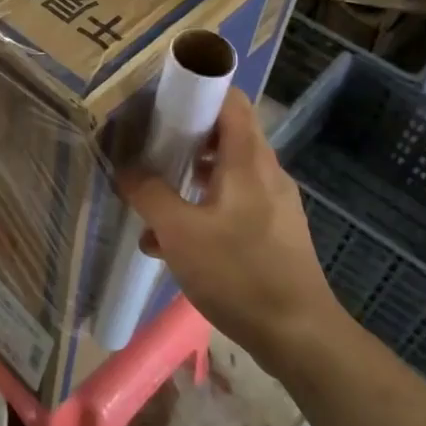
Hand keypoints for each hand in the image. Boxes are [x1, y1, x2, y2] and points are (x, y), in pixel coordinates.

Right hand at [120, 90, 338, 370]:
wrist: (300, 336)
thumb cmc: (238, 272)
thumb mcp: (180, 232)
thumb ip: (149, 194)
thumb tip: (126, 170)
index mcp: (248, 159)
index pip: (231, 99)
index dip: (198, 89)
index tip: (162, 99)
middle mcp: (266, 173)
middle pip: (224, 136)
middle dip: (183, 139)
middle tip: (148, 147)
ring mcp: (274, 204)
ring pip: (226, 174)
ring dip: (189, 180)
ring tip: (153, 201)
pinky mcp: (274, 234)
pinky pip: (234, 204)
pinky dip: (204, 210)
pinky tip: (174, 245)